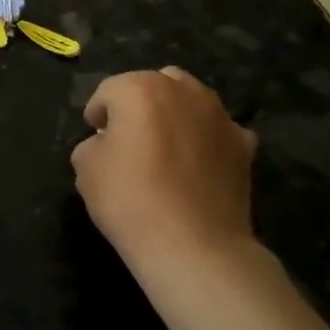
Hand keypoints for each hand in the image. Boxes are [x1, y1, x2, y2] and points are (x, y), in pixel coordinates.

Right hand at [72, 67, 258, 270]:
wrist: (194, 245)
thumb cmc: (130, 200)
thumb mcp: (85, 168)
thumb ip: (93, 144)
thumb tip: (109, 144)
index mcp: (140, 89)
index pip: (109, 91)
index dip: (97, 114)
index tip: (94, 136)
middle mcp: (184, 91)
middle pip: (155, 84)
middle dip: (139, 103)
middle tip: (128, 137)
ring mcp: (220, 116)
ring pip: (191, 100)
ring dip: (174, 115)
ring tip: (164, 148)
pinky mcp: (244, 145)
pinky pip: (217, 130)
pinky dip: (205, 138)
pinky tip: (196, 164)